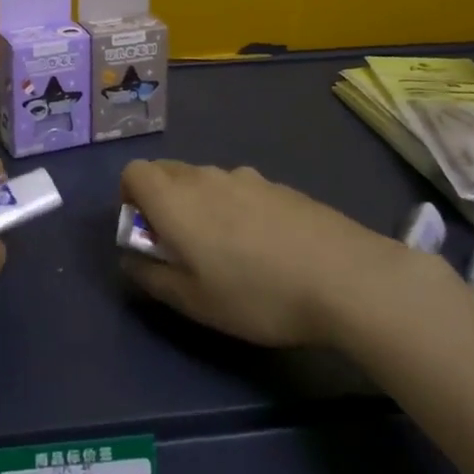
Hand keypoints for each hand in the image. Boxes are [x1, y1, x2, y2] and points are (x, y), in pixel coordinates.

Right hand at [119, 159, 404, 347]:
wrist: (344, 276)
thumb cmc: (256, 294)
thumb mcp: (194, 302)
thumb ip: (152, 277)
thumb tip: (131, 260)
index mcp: (175, 200)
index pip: (133, 172)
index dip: (129, 198)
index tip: (146, 232)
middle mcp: (205, 176)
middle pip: (167, 171)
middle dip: (162, 200)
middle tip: (182, 246)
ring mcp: (245, 177)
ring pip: (204, 180)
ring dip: (200, 203)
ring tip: (227, 250)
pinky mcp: (278, 185)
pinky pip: (239, 188)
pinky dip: (235, 207)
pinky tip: (265, 247)